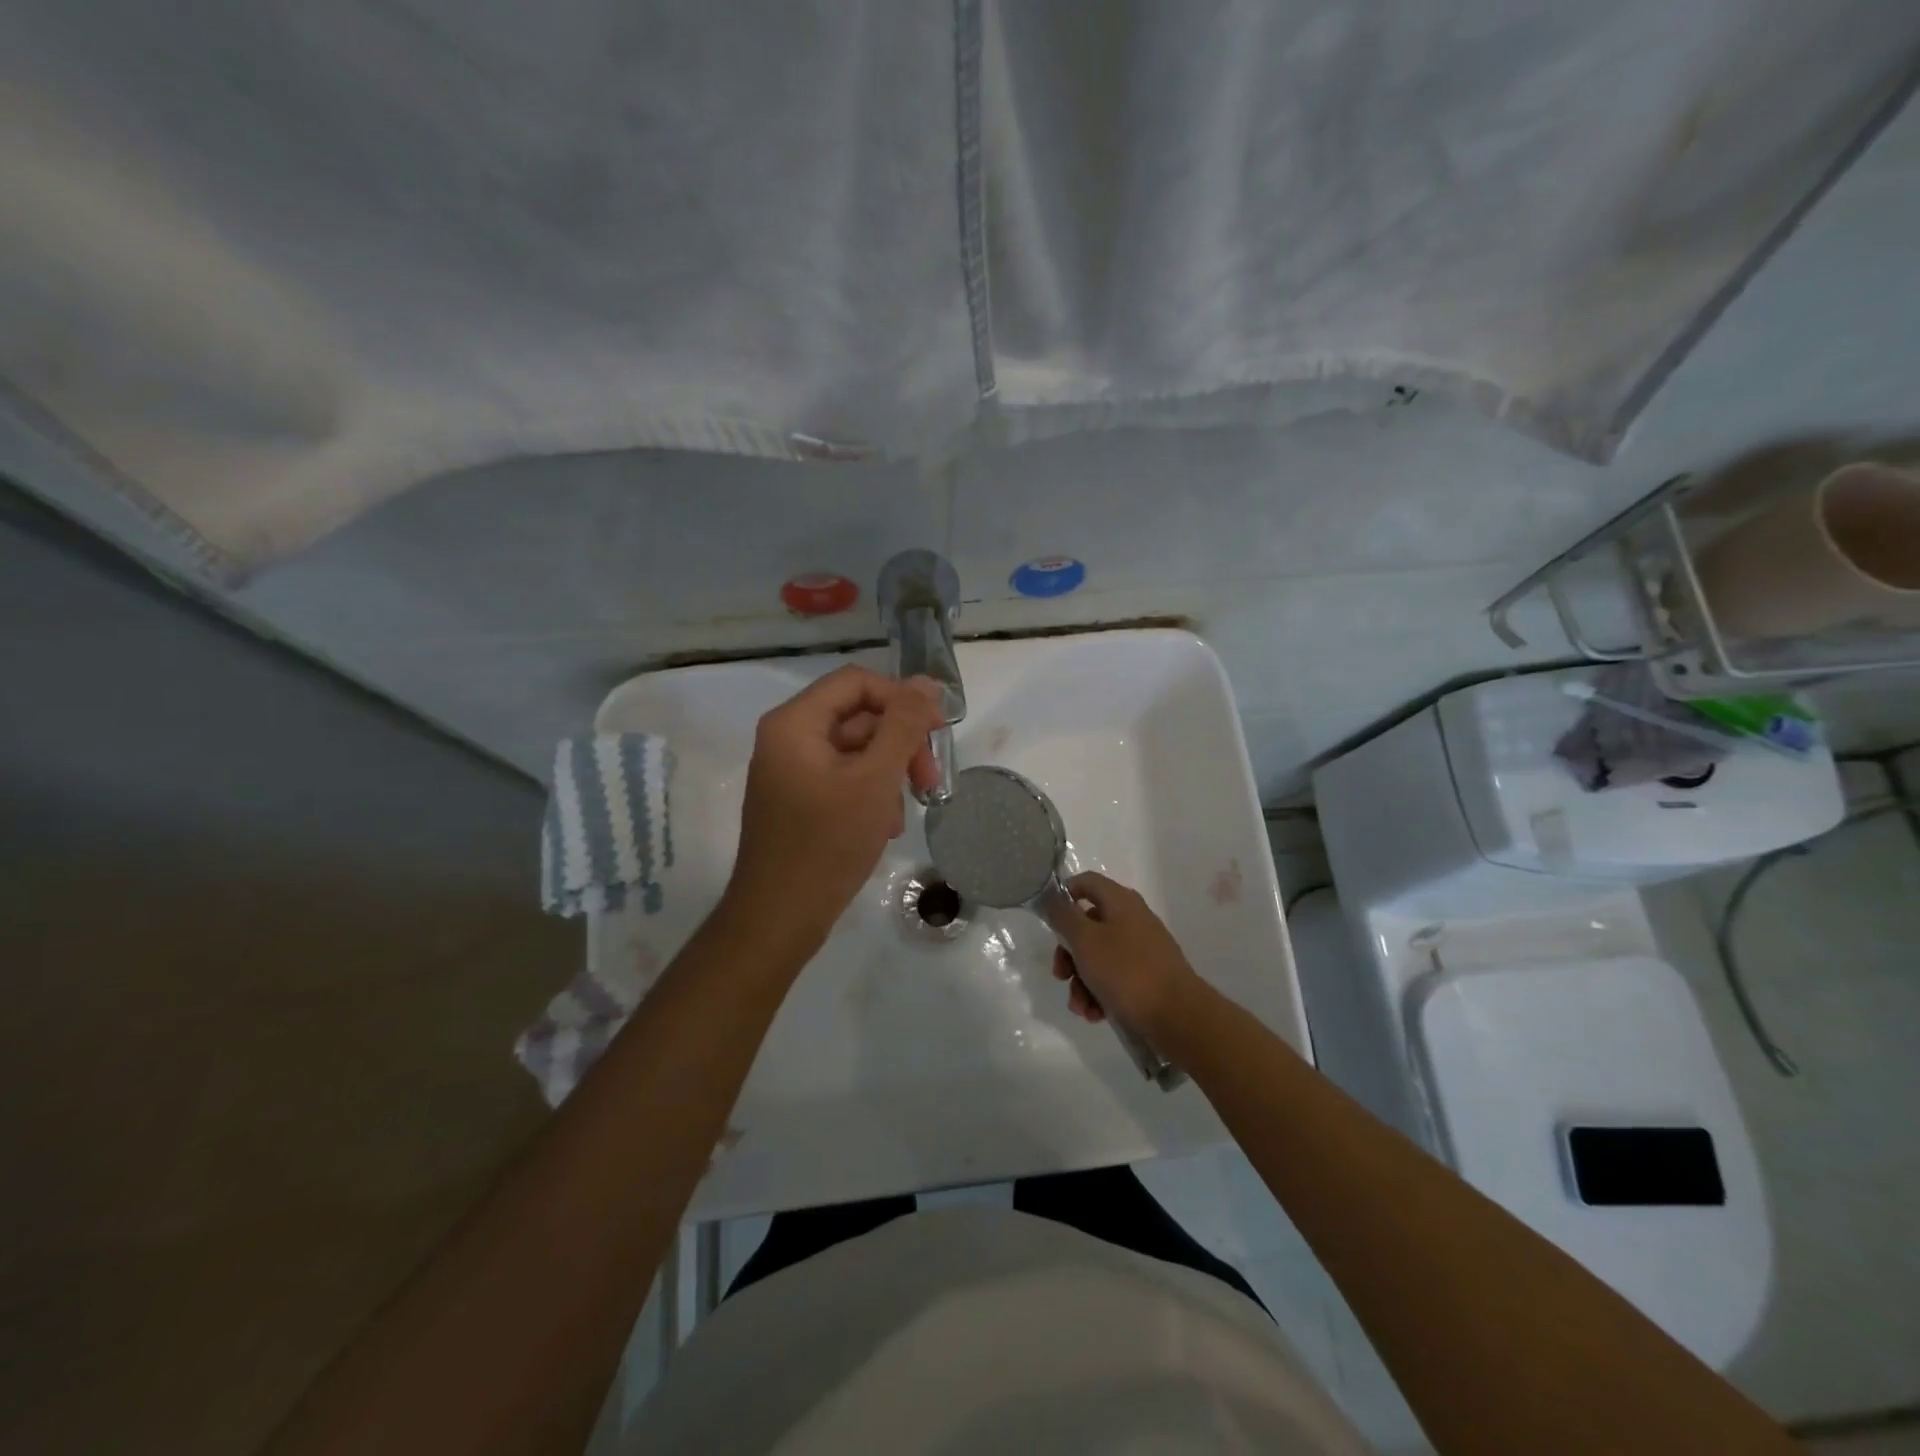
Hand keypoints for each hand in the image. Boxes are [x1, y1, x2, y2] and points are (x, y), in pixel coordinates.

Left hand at [724, 666, 942, 953]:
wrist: (779, 918)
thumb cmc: (827, 844)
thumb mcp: (875, 779)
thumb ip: (903, 725)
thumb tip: (927, 683)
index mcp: (795, 723)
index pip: (857, 683)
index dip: (901, 698)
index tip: (937, 731)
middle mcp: (788, 739)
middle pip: (858, 717)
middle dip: (900, 744)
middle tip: (930, 779)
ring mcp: (792, 772)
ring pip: (856, 751)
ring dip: (889, 773)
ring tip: (904, 812)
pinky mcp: (799, 801)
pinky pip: (844, 779)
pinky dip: (871, 794)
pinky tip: (885, 826)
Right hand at [1049, 872, 1207, 1042]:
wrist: (1178, 1017)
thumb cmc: (1126, 972)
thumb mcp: (1085, 941)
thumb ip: (1064, 916)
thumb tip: (1052, 897)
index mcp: (1120, 902)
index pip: (1086, 882)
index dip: (1064, 895)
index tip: (1049, 920)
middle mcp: (1132, 920)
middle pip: (1088, 925)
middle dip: (1069, 954)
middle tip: (1060, 975)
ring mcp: (1142, 949)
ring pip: (1098, 957)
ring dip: (1082, 982)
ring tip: (1082, 1007)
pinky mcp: (1148, 977)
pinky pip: (1115, 979)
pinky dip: (1100, 994)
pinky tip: (1096, 1014)